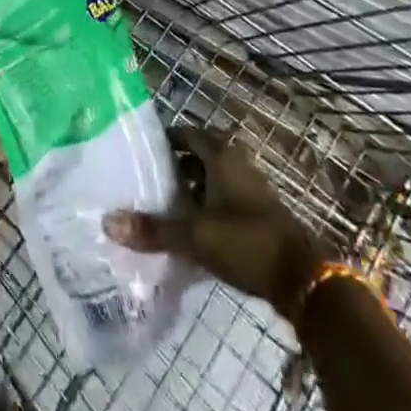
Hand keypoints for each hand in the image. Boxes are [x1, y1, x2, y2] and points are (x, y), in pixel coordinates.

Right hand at [104, 127, 330, 314]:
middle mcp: (234, 160)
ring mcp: (250, 185)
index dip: (162, 141)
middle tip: (145, 180)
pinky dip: (206, 205)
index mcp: (219, 152)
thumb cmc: (245, 240)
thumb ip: (153, 229)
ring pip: (211, 177)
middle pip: (196, 154)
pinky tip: (191, 227)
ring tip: (163, 205)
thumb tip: (107, 222)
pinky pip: (224, 197)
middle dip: (173, 166)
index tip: (138, 153)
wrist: (303, 277)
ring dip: (191, 188)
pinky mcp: (258, 211)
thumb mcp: (195, 236)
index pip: (183, 133)